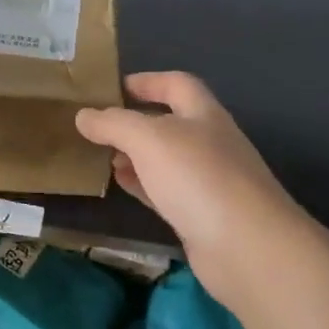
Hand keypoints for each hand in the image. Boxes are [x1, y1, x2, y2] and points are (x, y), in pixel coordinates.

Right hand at [76, 72, 305, 302]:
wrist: (246, 247)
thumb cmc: (198, 178)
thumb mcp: (149, 139)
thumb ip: (114, 124)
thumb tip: (83, 116)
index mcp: (204, 115)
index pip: (176, 84)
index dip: (147, 81)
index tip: (113, 88)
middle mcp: (210, 143)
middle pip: (170, 123)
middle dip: (135, 122)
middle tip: (98, 127)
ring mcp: (208, 181)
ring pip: (165, 160)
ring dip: (135, 155)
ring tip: (102, 157)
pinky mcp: (201, 215)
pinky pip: (165, 191)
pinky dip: (142, 184)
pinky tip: (120, 185)